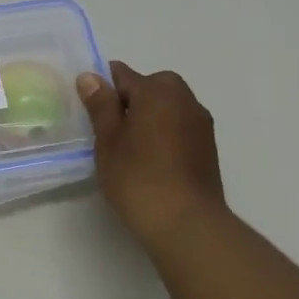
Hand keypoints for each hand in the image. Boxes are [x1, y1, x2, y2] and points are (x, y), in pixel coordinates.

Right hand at [76, 62, 228, 251]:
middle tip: (110, 130)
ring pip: (168, 107)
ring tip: (130, 148)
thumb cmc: (138, 178)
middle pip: (151, 87)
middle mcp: (184, 99)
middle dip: (130, 100)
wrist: (187, 223)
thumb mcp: (108, 140)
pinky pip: (180, 127)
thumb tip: (90, 76)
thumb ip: (100, 105)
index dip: (104, 88)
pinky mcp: (208, 147)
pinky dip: (165, 134)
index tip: (91, 110)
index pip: (123, 74)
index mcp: (157, 91)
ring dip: (150, 117)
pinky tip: (151, 160)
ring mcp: (201, 124)